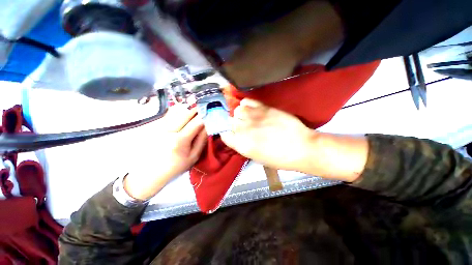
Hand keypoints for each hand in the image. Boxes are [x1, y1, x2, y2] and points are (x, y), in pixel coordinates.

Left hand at [123, 105, 206, 199]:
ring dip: (187, 106)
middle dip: (196, 107)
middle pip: (184, 113)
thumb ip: (201, 140)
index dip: (204, 116)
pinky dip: (179, 109)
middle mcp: (168, 131)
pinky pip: (169, 113)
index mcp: (179, 141)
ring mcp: (159, 127)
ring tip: (196, 104)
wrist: (151, 172)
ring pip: (176, 111)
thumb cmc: (176, 166)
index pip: (195, 123)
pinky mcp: (155, 126)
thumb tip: (208, 126)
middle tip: (205, 104)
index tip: (211, 110)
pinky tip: (185, 109)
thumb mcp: (193, 156)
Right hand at [221, 99, 314, 170]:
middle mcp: (244, 130)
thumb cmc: (279, 158)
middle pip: (229, 121)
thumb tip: (236, 135)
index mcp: (242, 145)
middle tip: (243, 126)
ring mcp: (253, 117)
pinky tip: (251, 109)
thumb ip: (243, 145)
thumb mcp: (256, 157)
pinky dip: (246, 104)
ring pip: (237, 110)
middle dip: (234, 124)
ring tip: (248, 117)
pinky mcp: (263, 108)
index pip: (224, 134)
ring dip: (240, 114)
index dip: (227, 133)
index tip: (231, 133)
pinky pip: (247, 101)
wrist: (301, 147)